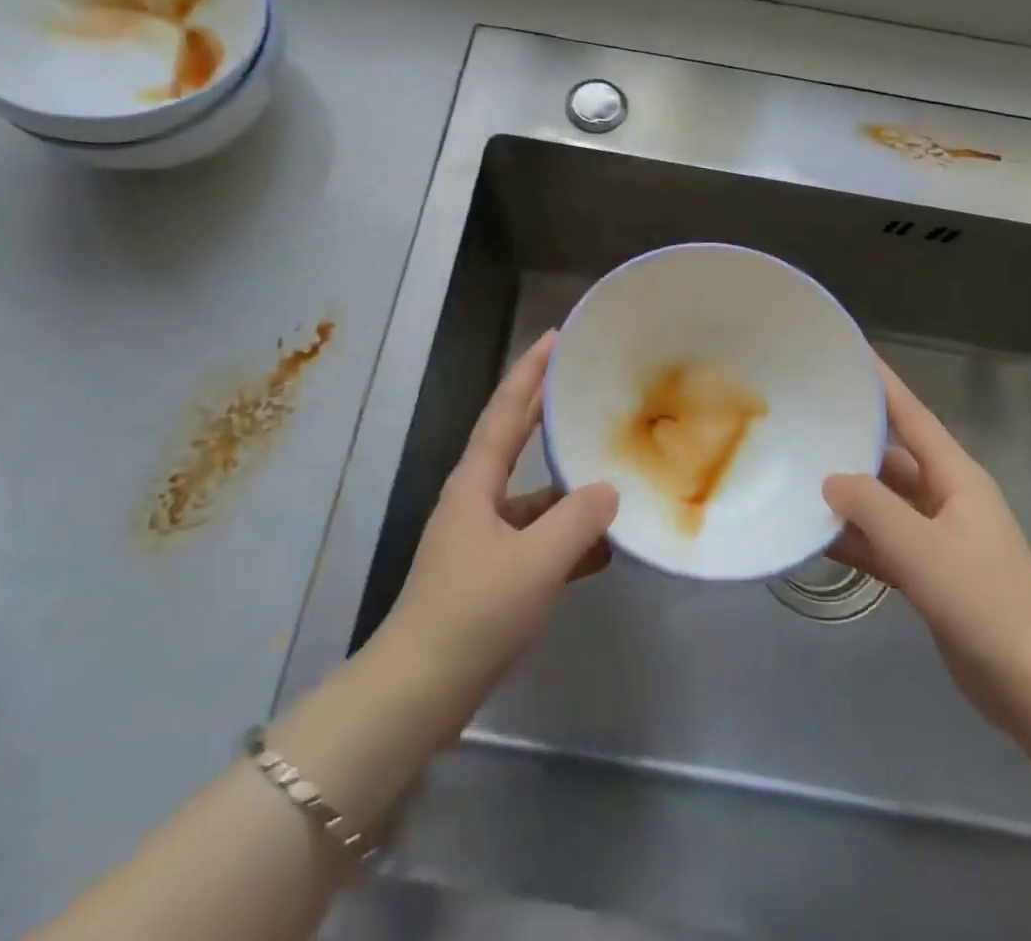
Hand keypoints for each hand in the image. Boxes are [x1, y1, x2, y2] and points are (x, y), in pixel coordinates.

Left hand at [381, 331, 619, 707]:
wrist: (419, 692)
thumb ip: (577, 522)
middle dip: (545, 409)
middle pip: (516, 441)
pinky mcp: (493, 573)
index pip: (506, 411)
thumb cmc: (472, 614)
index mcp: (476, 482)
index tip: (555, 337)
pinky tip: (604, 548)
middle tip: (582, 380)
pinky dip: (568, 538)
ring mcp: (484, 537)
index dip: (530, 372)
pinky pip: (539, 540)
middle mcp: (477, 499)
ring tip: (611, 468)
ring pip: (534, 496)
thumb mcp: (534, 564)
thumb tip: (609, 489)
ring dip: (567, 484)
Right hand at [825, 358, 1030, 727]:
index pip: (912, 416)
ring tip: (798, 478)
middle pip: (891, 458)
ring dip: (849, 497)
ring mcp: (939, 536)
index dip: (882, 384)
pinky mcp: (931, 571)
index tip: (850, 354)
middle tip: (805, 421)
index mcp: (956, 477)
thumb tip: (830, 480)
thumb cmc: (983, 603)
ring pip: (884, 502)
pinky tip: (817, 538)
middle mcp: (947, 497)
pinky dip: (857, 538)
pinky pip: (884, 541)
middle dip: (852, 442)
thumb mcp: (920, 549)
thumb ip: (870, 507)